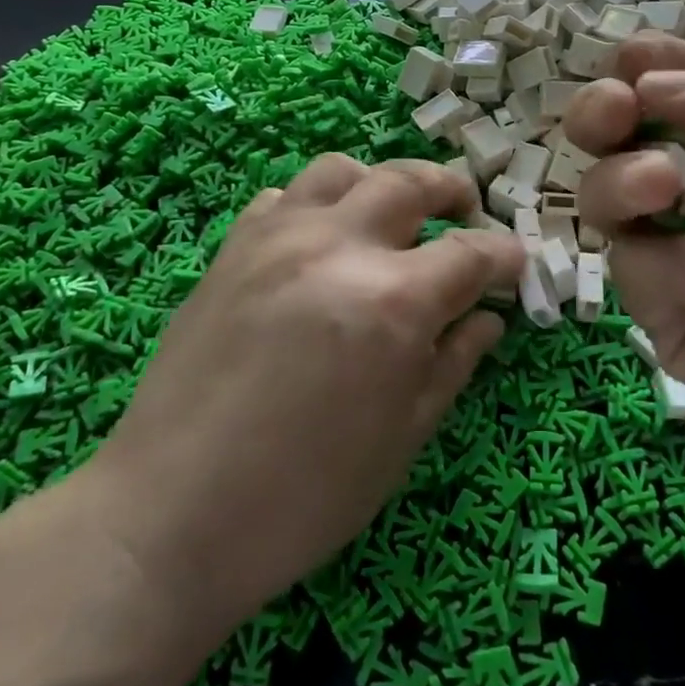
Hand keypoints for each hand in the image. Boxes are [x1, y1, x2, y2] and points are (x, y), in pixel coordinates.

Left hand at [80, 155, 523, 646]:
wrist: (170, 515)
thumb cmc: (303, 496)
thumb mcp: (402, 438)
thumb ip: (453, 363)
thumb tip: (488, 318)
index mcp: (393, 300)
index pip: (471, 252)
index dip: (504, 255)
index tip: (515, 263)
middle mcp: (339, 247)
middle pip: (411, 182)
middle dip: (452, 190)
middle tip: (466, 212)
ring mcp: (278, 239)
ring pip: (343, 170)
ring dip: (381, 183)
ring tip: (391, 215)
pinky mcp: (233, 248)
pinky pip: (284, 197)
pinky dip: (316, 204)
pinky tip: (320, 241)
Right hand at [566, 35, 684, 488]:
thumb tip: (647, 81)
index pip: (666, 81)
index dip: (642, 65)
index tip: (634, 64)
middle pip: (610, 133)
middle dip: (597, 112)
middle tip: (616, 111)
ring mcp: (670, 244)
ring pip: (601, 196)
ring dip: (624, 181)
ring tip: (664, 187)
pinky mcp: (660, 308)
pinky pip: (637, 270)